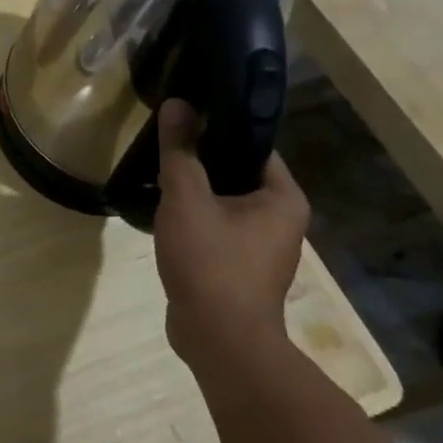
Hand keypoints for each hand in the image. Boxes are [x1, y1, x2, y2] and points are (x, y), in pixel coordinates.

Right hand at [153, 99, 309, 371]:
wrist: (218, 339)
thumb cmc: (211, 262)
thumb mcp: (188, 198)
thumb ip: (181, 151)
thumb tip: (178, 103)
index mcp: (283, 198)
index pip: (254, 146)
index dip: (220, 126)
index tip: (186, 113)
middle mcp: (281, 220)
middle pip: (237, 172)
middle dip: (202, 158)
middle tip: (165, 140)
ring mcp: (260, 247)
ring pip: (224, 202)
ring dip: (195, 189)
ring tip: (158, 171)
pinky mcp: (238, 267)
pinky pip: (215, 227)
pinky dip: (193, 217)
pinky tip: (162, 211)